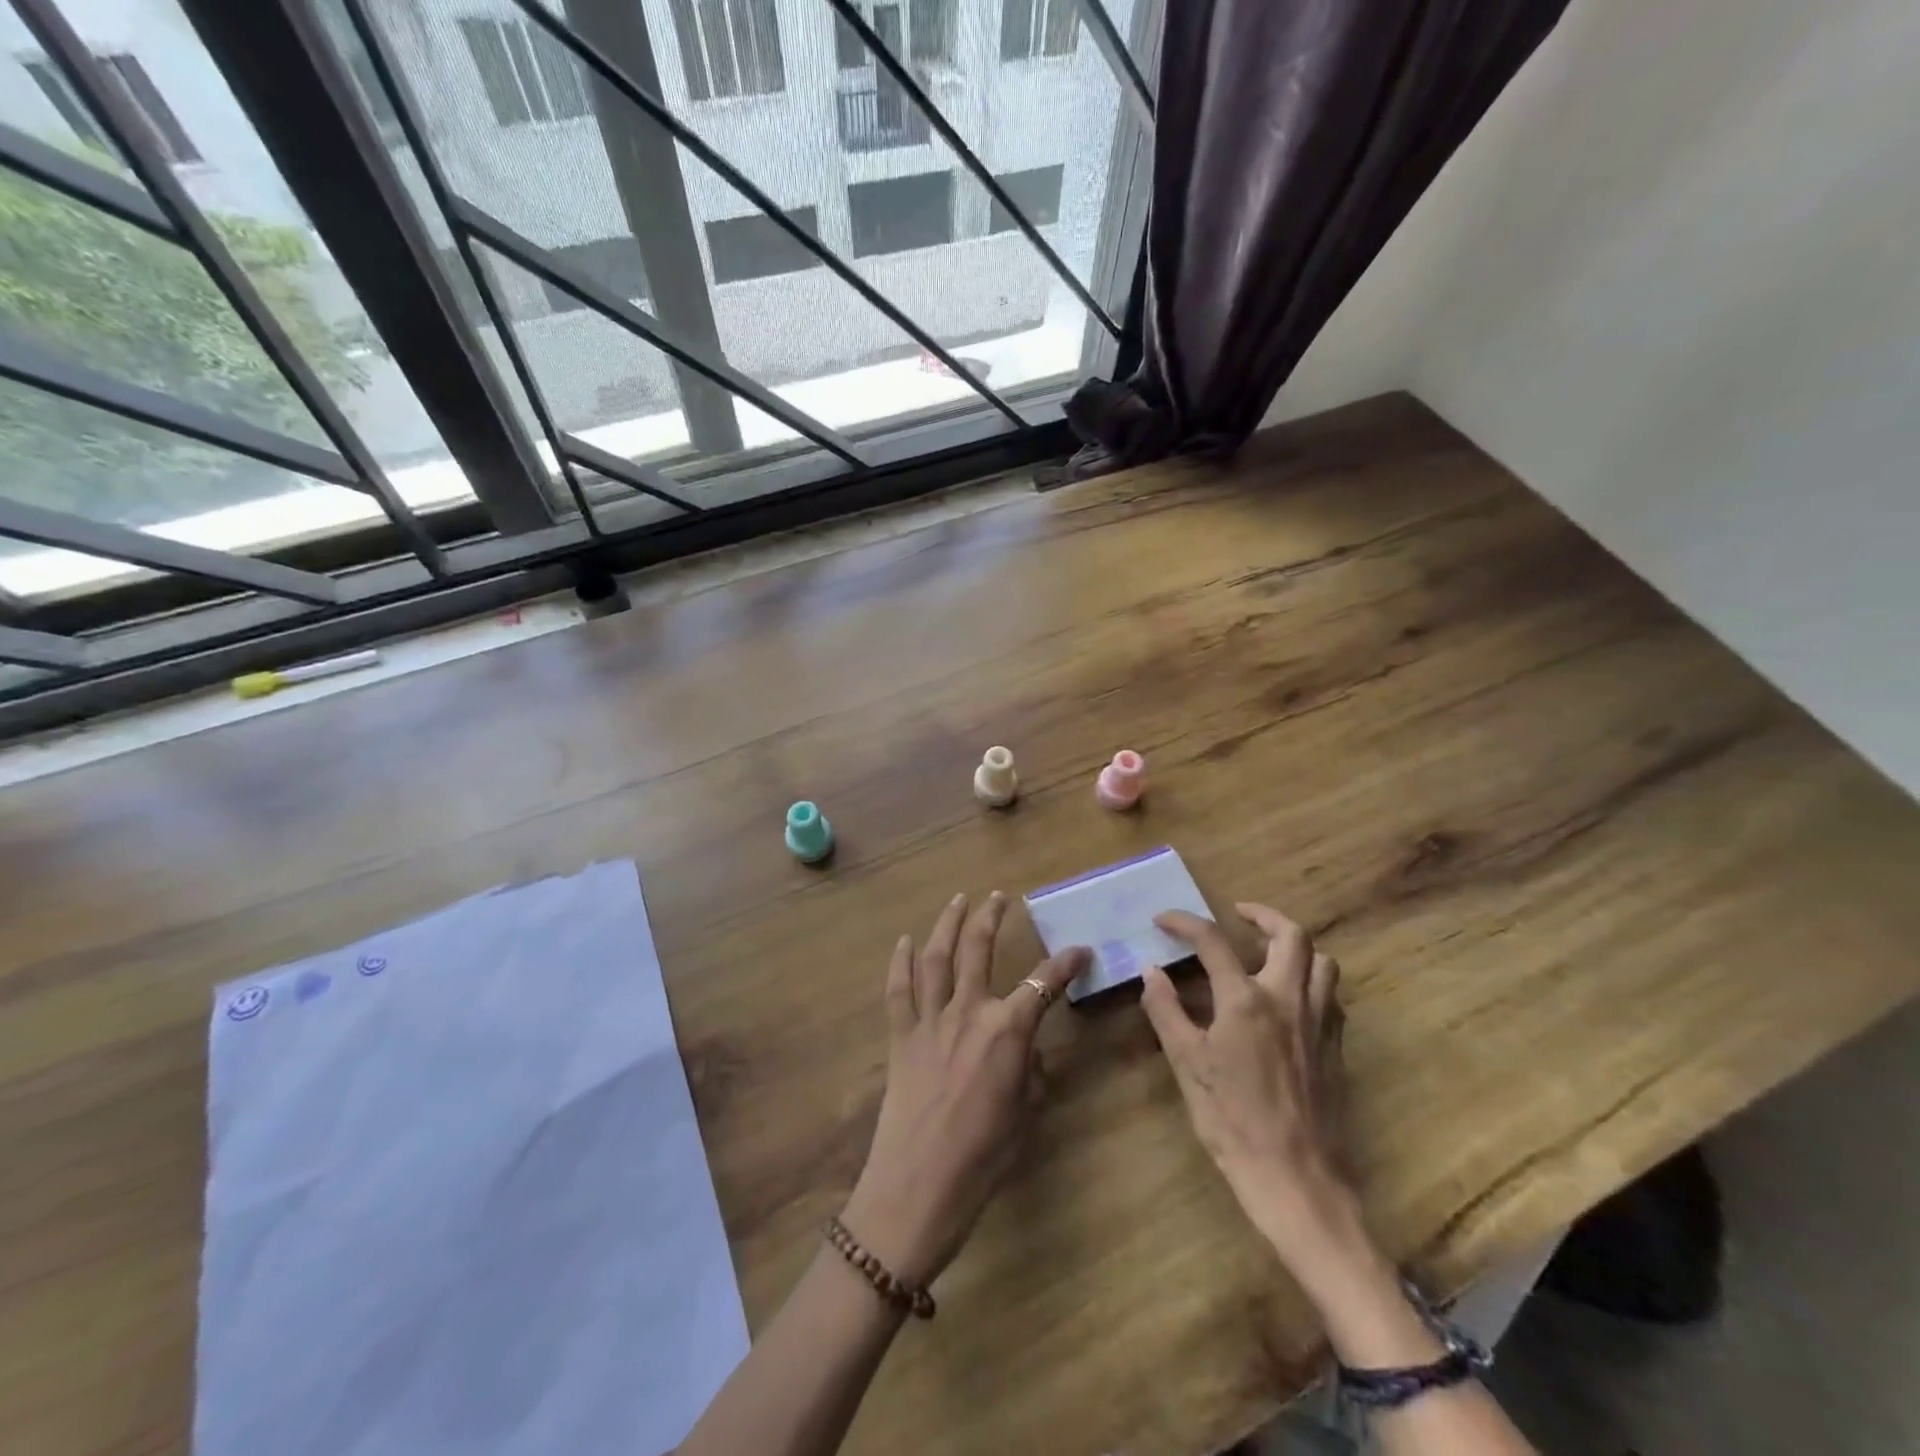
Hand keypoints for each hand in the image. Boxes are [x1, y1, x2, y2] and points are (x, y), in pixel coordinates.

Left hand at [842, 893, 1089, 1285]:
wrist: (918, 1188)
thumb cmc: (983, 1159)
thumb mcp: (1026, 1114)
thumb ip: (1031, 1071)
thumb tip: (1026, 1051)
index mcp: (1007, 1031)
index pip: (1044, 983)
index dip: (1066, 963)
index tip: (1080, 951)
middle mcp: (968, 1012)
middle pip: (979, 949)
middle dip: (991, 917)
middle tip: (1000, 897)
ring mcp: (929, 1020)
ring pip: (936, 957)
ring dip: (947, 923)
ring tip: (958, 900)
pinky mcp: (900, 1036)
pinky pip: (898, 990)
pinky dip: (900, 962)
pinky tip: (904, 941)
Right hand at [1141, 903, 1354, 1269]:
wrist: (1295, 1179)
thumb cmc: (1231, 1120)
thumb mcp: (1186, 1064)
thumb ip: (1166, 1010)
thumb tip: (1151, 971)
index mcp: (1246, 1000)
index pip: (1213, 941)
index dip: (1185, 922)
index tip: (1163, 919)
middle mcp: (1288, 999)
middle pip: (1291, 935)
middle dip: (1263, 915)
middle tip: (1238, 915)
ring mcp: (1319, 1023)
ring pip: (1322, 962)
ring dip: (1296, 945)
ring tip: (1269, 951)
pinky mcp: (1335, 1048)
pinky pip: (1332, 996)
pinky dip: (1312, 981)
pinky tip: (1291, 999)